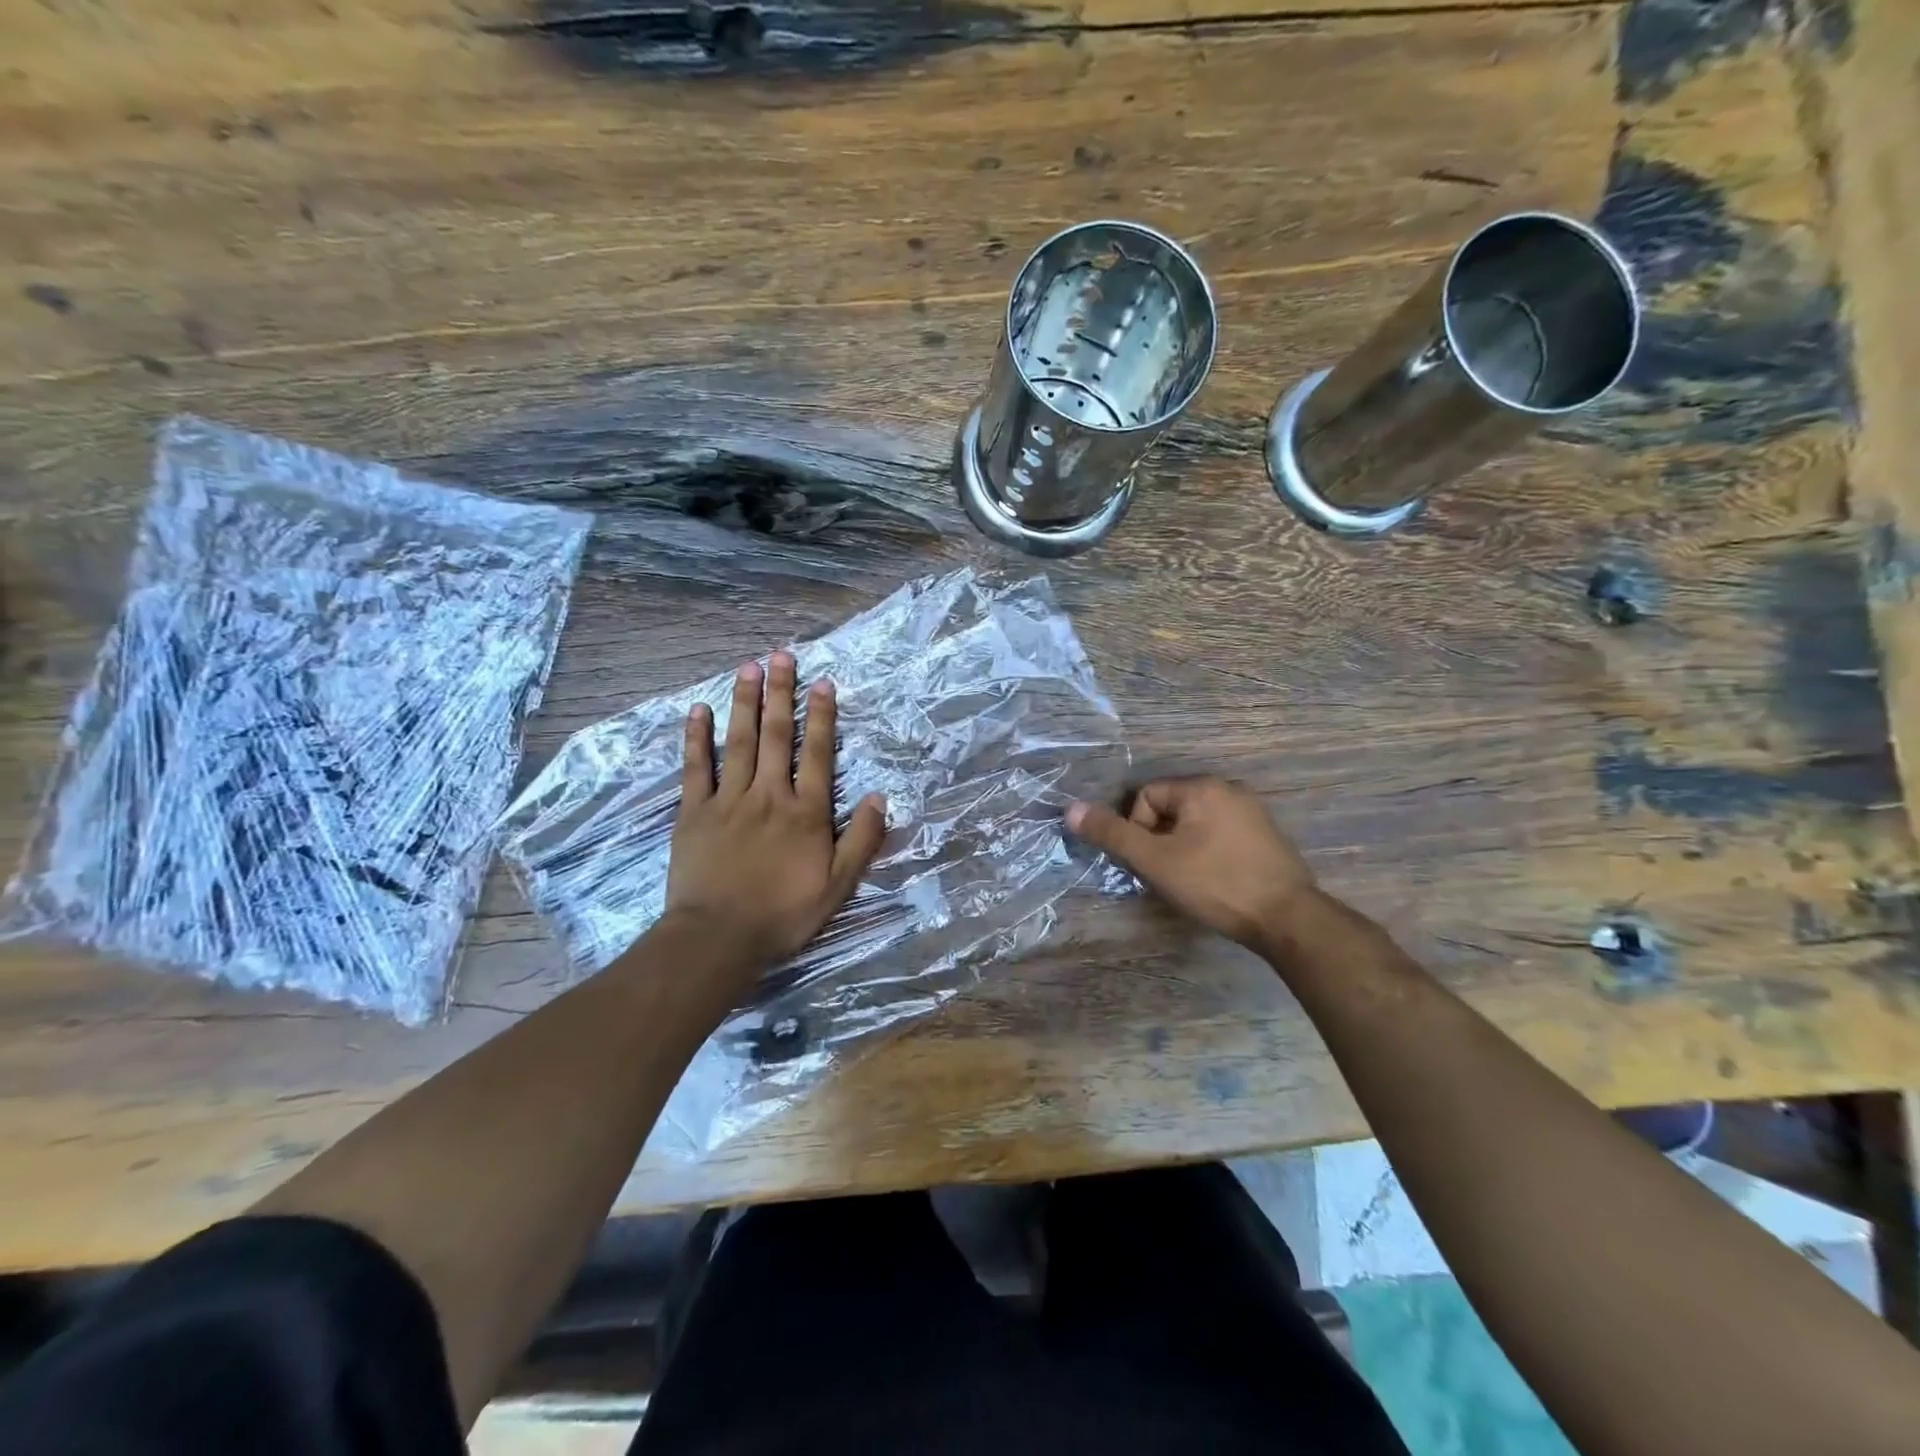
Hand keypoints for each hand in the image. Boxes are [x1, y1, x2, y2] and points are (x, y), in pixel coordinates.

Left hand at [667, 651, 887, 974]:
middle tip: (782, 655)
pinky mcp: (694, 812)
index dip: (822, 716)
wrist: (718, 938)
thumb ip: (862, 840)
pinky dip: (697, 737)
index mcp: (806, 812)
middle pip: (777, 736)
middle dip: (782, 693)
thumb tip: (881, 798)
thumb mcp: (838, 886)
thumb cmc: (784, 914)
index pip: (818, 754)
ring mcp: (728, 800)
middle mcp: (769, 795)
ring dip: (745, 702)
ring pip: (739, 742)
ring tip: (748, 667)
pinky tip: (699, 710)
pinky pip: (696, 767)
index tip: (823, 682)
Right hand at [1066, 777, 1317, 952]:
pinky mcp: (1266, 835)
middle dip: (1159, 839)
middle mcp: (1229, 789)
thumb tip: (1071, 810)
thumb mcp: (1155, 861)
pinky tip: (1215, 880)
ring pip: (1194, 823)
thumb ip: (1113, 834)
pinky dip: (1207, 852)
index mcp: (1202, 787)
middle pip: (1170, 808)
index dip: (1138, 830)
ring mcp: (1252, 811)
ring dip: (1181, 847)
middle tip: (1166, 873)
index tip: (1151, 862)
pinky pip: (1219, 833)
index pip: (1146, 797)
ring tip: (1189, 880)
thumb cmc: (1216, 884)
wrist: (1288, 919)